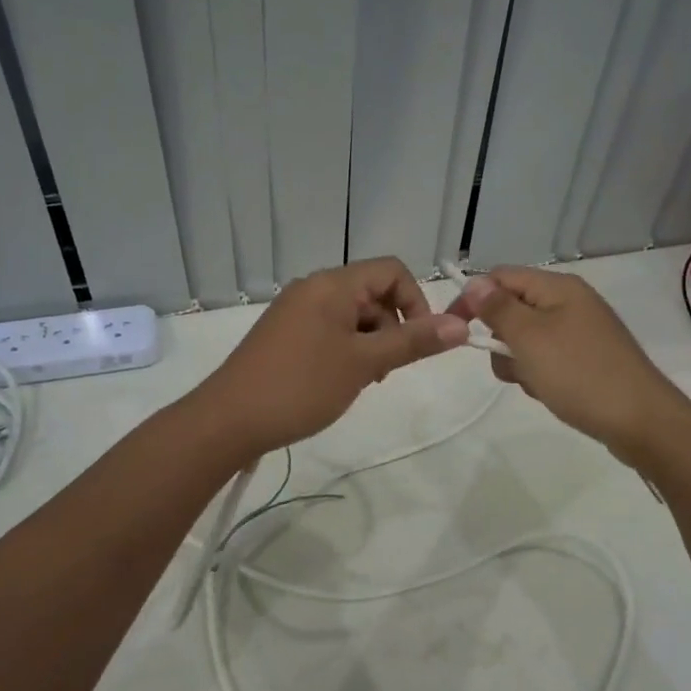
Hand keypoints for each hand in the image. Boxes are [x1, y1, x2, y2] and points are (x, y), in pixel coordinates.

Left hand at [195, 258, 468, 457]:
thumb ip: (413, 341)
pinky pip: (329, 330)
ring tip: (362, 381)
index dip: (415, 302)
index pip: (392, 270)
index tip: (418, 343)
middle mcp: (313, 288)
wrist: (228, 420)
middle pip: (372, 292)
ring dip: (370, 342)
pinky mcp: (283, 334)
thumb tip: (461, 324)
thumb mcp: (364, 364)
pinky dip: (346, 349)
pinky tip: (339, 382)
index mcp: (332, 284)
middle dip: (392, 327)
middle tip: (385, 371)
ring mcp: (295, 311)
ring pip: (352, 315)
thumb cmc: (301, 386)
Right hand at [447, 267, 686, 462]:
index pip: (501, 277)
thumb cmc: (580, 374)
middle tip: (511, 363)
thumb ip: (498, 308)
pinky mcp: (587, 360)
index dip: (474, 298)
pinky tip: (550, 393)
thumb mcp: (530, 339)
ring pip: (527, 339)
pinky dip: (540, 375)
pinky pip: (548, 359)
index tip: (457, 330)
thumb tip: (473, 282)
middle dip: (501, 338)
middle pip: (513, 309)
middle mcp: (571, 303)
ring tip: (536, 383)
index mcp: (559, 288)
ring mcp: (581, 332)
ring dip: (519, 362)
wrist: (641, 422)